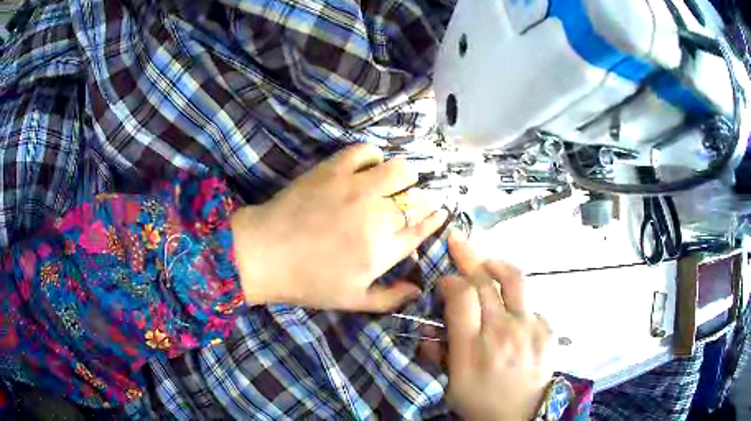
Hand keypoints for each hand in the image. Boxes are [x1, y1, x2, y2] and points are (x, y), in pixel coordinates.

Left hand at [231, 144, 447, 311]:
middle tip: (414, 200)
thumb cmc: (307, 282)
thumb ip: (390, 298)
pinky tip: (368, 167)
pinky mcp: (333, 169)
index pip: (421, 229)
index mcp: (382, 251)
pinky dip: (373, 156)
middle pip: (417, 199)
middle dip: (423, 200)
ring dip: (404, 176)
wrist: (264, 253)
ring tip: (394, 182)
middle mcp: (376, 217)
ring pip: (400, 170)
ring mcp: (355, 189)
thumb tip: (419, 289)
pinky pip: (366, 151)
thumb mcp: (352, 301)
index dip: (435, 218)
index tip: (440, 211)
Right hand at [438, 232, 552, 420]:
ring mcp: (529, 327)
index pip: (461, 296)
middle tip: (457, 241)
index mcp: (472, 348)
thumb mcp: (450, 384)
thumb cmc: (480, 401)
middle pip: (485, 281)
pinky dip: (517, 302)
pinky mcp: (547, 329)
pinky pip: (530, 304)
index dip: (450, 280)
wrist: (521, 415)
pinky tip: (512, 315)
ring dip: (496, 265)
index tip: (445, 280)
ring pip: (514, 280)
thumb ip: (436, 353)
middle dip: (467, 256)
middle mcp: (502, 331)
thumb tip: (428, 327)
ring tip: (488, 262)